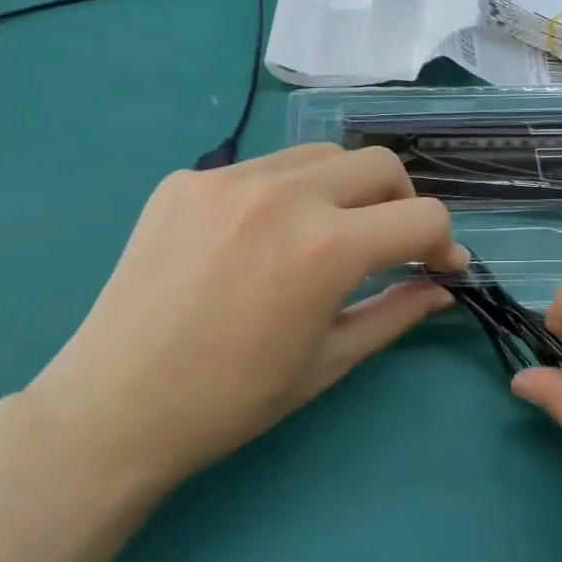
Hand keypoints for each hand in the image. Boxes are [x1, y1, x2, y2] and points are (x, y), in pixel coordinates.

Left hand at [22, 144, 463, 495]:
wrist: (117, 405)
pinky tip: (264, 238)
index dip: (444, 243)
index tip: (440, 268)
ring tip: (330, 235)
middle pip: (379, 165)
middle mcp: (283, 194)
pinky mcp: (186, 180)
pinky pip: (261, 169)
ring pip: (320, 156)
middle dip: (402, 203)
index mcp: (327, 247)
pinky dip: (286, 194)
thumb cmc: (233, 399)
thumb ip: (394, 313)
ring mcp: (228, 179)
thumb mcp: (328, 361)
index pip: (422, 217)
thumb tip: (440, 289)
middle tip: (389, 246)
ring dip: (346, 190)